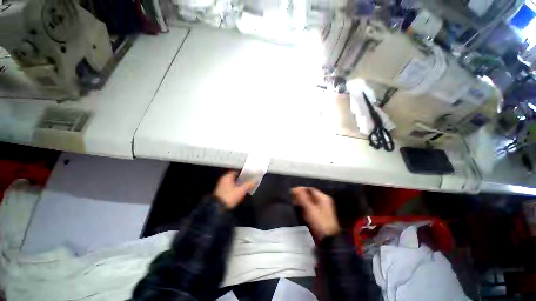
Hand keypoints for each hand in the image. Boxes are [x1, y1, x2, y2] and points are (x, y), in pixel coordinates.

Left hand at [214, 171, 257, 208]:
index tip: (249, 173)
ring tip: (246, 184)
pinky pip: (230, 186)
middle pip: (234, 176)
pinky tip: (240, 190)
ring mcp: (222, 186)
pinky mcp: (221, 192)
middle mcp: (223, 180)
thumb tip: (256, 180)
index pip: (236, 170)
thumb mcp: (241, 190)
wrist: (218, 209)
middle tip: (249, 178)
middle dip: (242, 177)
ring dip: (239, 183)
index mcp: (227, 177)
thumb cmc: (229, 197)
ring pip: (232, 182)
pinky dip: (235, 187)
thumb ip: (249, 184)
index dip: (243, 171)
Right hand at [291, 187, 339, 239]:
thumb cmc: (319, 222)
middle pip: (310, 195)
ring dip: (302, 203)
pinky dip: (305, 209)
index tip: (292, 192)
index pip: (310, 189)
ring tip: (295, 205)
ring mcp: (322, 209)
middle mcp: (323, 202)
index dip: (301, 189)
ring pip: (309, 202)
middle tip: (292, 199)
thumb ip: (302, 198)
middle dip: (301, 197)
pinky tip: (301, 212)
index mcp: (323, 198)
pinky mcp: (319, 216)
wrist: (328, 240)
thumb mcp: (310, 208)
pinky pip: (311, 208)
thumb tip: (295, 188)